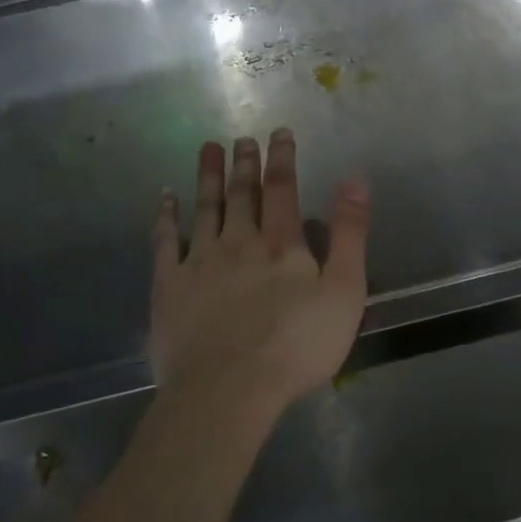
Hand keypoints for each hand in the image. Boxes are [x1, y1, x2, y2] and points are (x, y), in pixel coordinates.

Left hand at [150, 130, 368, 418]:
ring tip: (207, 148)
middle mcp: (239, 242)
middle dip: (244, 164)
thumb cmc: (297, 345)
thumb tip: (355, 178)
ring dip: (207, 177)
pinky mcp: (169, 286)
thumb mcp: (345, 291)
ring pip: (204, 208)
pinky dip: (166, 217)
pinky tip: (165, 199)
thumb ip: (351, 234)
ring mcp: (199, 262)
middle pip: (242, 194)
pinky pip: (165, 242)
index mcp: (282, 245)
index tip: (279, 133)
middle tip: (242, 138)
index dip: (282, 159)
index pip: (283, 190)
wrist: (229, 388)